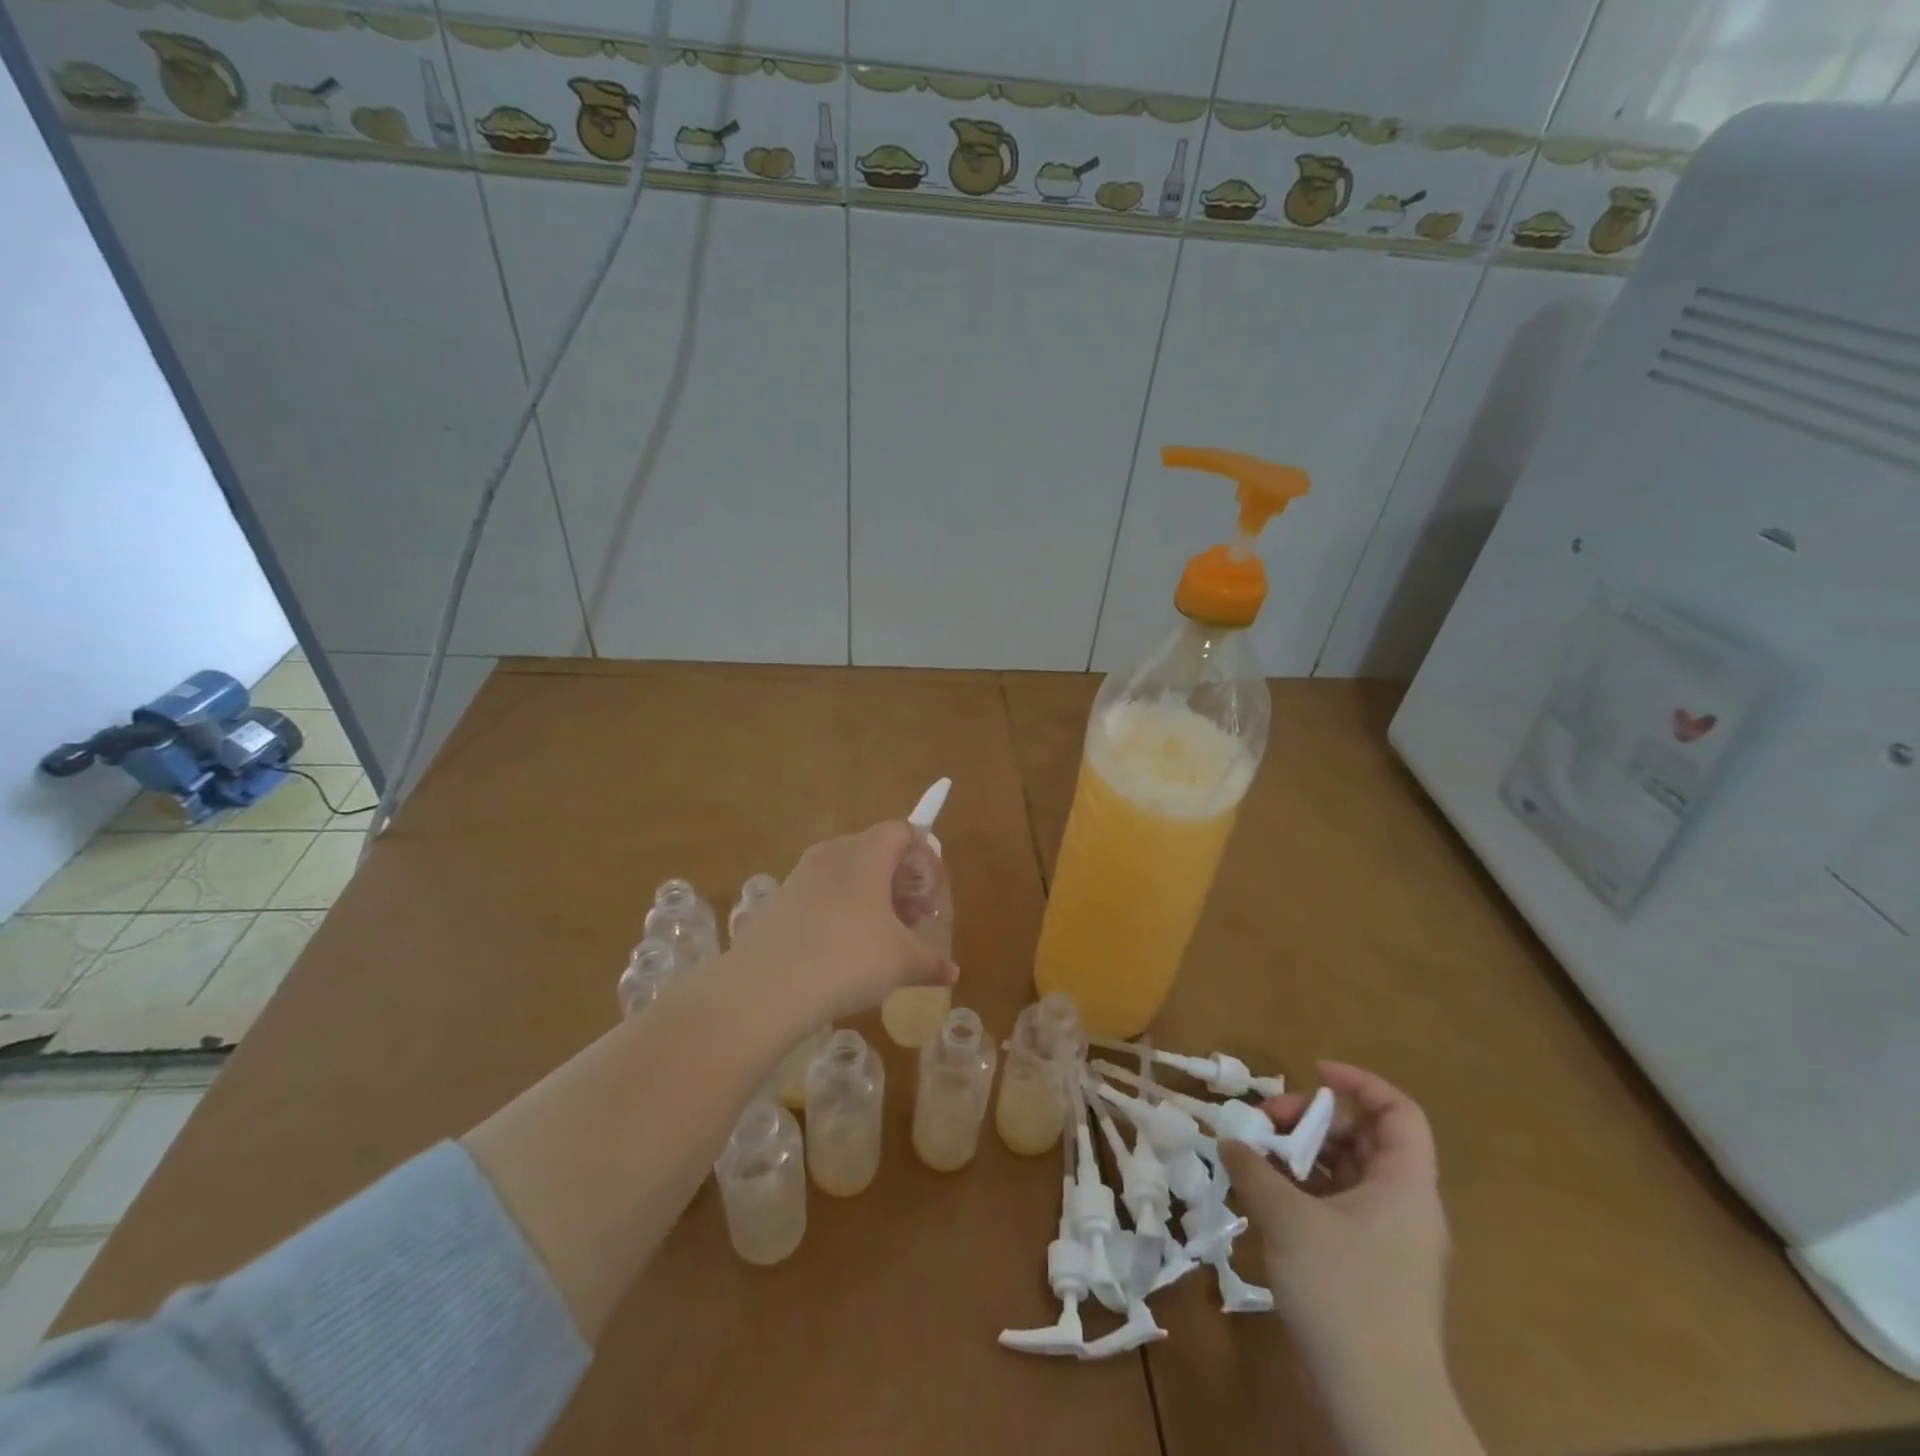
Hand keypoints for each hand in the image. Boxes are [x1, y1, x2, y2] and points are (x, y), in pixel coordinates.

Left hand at [732, 821, 956, 1024]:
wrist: (766, 986)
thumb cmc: (849, 958)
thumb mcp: (901, 962)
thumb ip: (931, 962)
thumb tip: (951, 972)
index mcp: (867, 852)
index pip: (902, 831)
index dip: (924, 856)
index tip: (931, 892)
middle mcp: (833, 853)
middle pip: (875, 851)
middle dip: (899, 881)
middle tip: (913, 918)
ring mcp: (800, 875)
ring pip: (845, 875)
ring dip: (869, 898)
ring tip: (881, 938)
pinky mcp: (778, 901)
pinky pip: (820, 896)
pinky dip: (839, 912)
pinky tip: (842, 952)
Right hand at [1221, 1061, 1449, 1372]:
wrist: (1380, 1407)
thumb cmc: (1345, 1295)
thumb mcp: (1290, 1220)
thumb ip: (1254, 1170)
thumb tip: (1228, 1140)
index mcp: (1405, 1185)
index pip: (1398, 1112)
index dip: (1359, 1082)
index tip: (1310, 1072)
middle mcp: (1403, 1205)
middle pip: (1363, 1138)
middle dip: (1312, 1119)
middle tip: (1265, 1123)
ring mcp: (1387, 1240)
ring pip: (1346, 1173)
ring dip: (1301, 1155)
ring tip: (1255, 1156)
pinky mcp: (1368, 1269)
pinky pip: (1336, 1207)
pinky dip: (1302, 1191)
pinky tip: (1264, 1195)